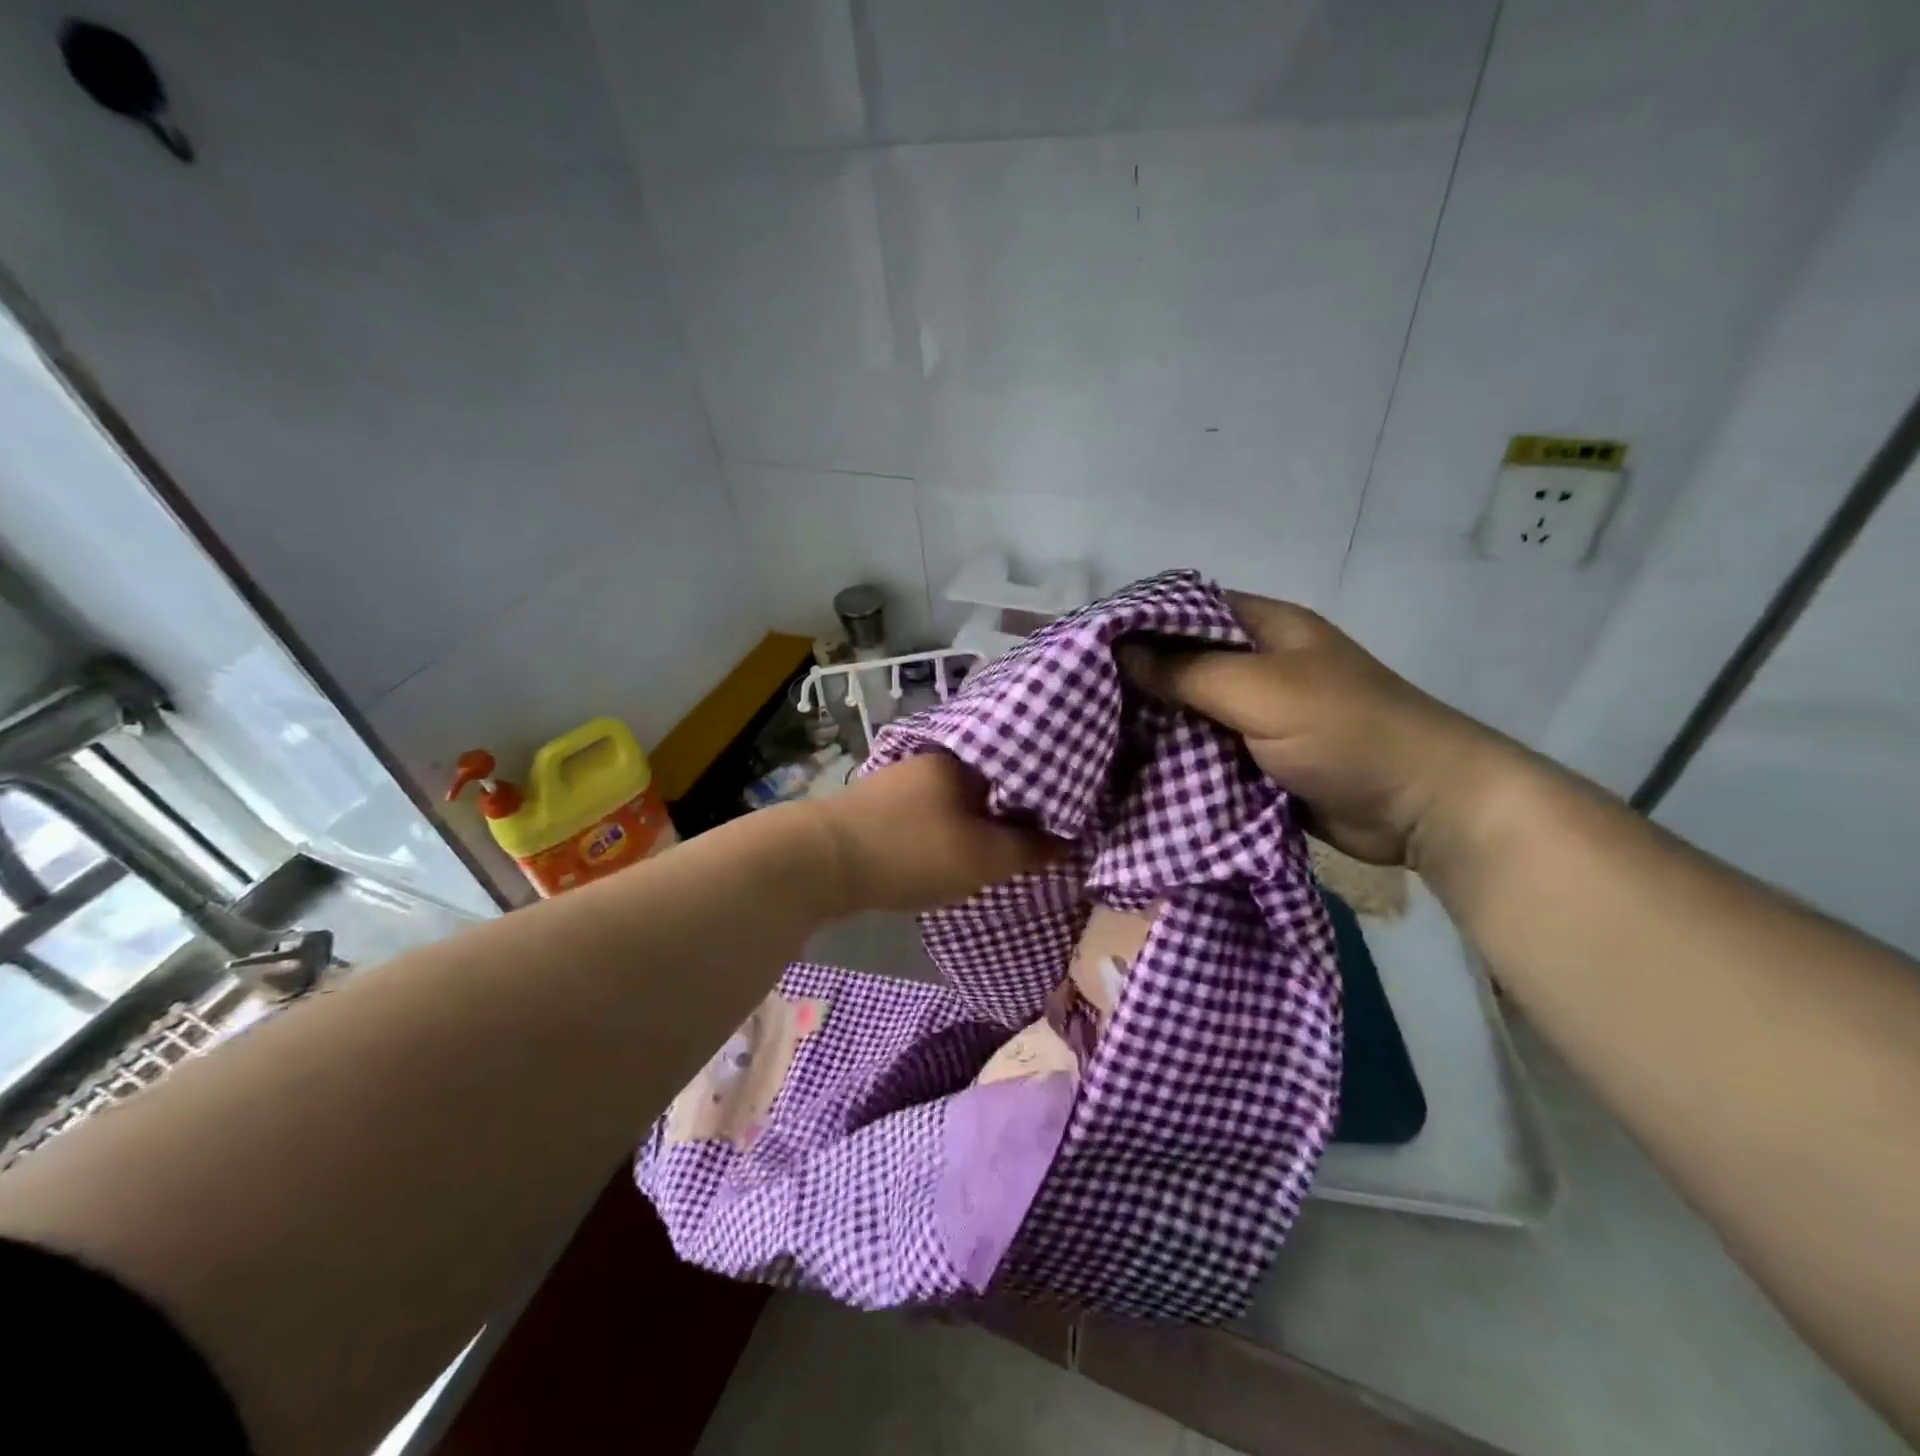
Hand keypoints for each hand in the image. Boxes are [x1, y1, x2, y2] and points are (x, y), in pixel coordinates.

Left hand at [811, 752, 1058, 913]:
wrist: (819, 862)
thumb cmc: (911, 851)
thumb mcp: (982, 857)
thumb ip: (1029, 849)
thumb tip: (1068, 840)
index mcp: (963, 758)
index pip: (1021, 764)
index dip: (1048, 793)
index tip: (1069, 818)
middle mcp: (933, 759)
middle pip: (989, 781)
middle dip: (1013, 808)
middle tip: (1040, 838)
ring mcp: (902, 779)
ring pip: (959, 797)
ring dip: (980, 820)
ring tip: (1004, 846)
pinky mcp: (880, 805)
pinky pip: (932, 811)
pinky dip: (951, 828)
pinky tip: (956, 846)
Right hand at [1119, 593, 1518, 868]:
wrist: (1421, 806)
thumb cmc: (1346, 731)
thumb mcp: (1262, 691)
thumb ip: (1188, 672)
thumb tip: (1118, 652)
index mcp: (1263, 628)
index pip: (1183, 610)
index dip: (1134, 623)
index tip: (1081, 646)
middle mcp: (1256, 664)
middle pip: (1180, 662)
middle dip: (1133, 680)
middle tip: (1074, 697)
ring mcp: (1257, 714)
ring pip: (1187, 710)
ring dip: (1149, 723)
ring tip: (1087, 735)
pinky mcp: (1257, 758)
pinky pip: (1202, 750)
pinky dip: (1172, 757)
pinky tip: (1127, 768)